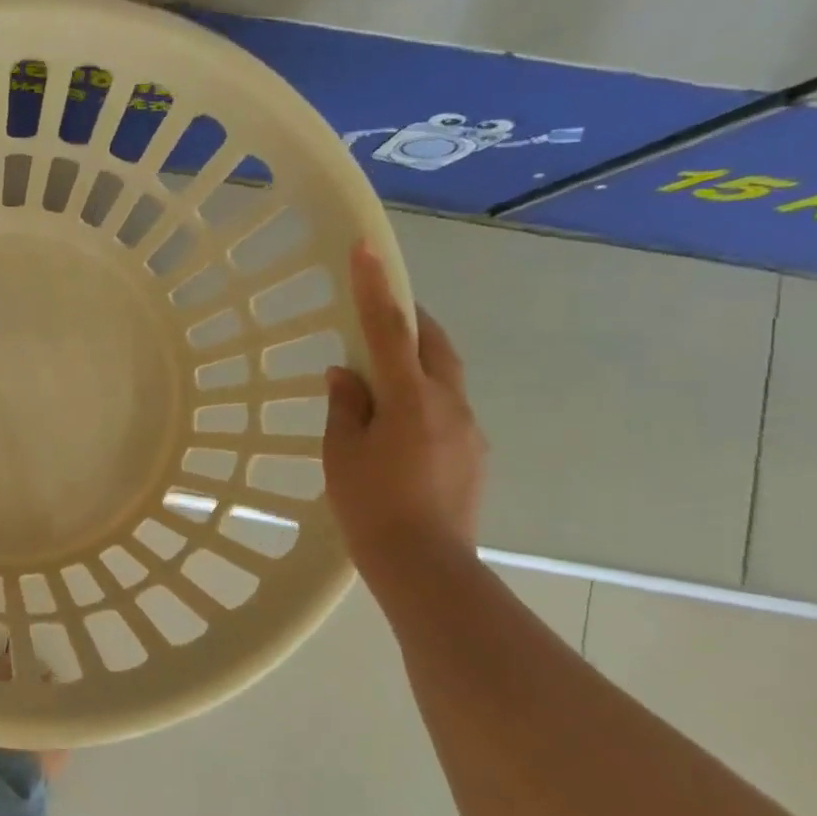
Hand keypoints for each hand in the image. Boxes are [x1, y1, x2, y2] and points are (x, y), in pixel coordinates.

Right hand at [323, 243, 486, 574]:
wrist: (426, 566)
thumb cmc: (370, 506)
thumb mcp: (341, 452)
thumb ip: (345, 406)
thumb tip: (347, 374)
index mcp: (411, 399)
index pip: (390, 329)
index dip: (375, 287)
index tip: (366, 249)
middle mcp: (450, 404)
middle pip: (433, 344)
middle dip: (409, 320)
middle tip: (381, 313)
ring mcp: (470, 429)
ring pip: (443, 377)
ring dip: (416, 364)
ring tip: (381, 382)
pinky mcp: (475, 454)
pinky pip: (447, 408)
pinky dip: (423, 399)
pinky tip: (399, 428)